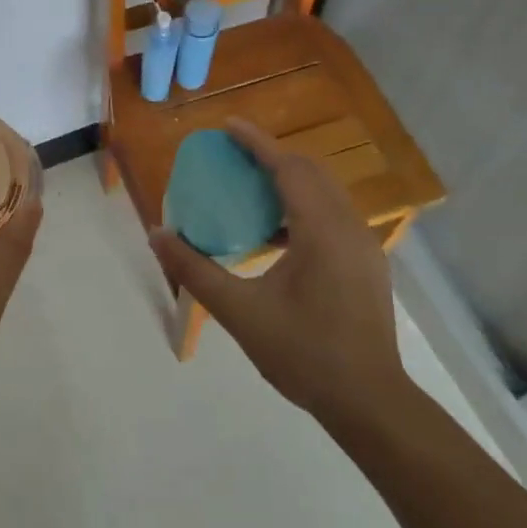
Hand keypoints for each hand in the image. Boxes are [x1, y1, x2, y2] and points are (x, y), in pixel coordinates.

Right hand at [149, 119, 406, 426]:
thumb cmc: (303, 354)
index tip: (228, 126)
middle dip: (272, 157)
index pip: (288, 169)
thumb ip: (196, 271)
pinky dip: (302, 208)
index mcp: (321, 231)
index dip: (256, 143)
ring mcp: (364, 246)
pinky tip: (276, 234)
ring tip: (250, 189)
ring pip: (325, 194)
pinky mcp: (367, 264)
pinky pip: (332, 216)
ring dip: (289, 182)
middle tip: (234, 156)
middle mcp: (348, 227)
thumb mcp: (240, 312)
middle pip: (310, 173)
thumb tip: (157, 235)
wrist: (369, 402)